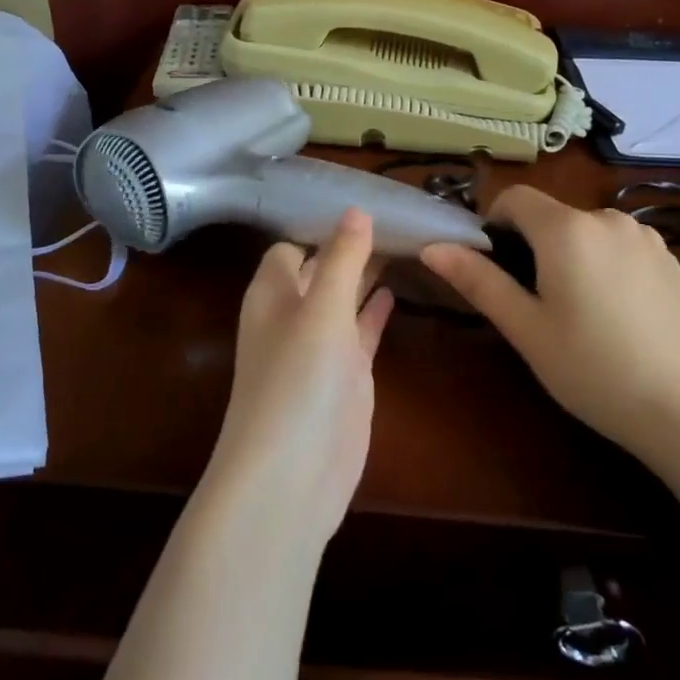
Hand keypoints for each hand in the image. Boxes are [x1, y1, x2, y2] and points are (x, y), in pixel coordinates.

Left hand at [198, 208, 394, 552]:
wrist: (291, 476)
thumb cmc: (299, 381)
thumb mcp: (321, 310)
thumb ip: (342, 260)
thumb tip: (356, 211)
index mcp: (273, 293)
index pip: (292, 245)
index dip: (322, 225)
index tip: (366, 202)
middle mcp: (292, 315)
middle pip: (321, 269)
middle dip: (351, 247)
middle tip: (399, 218)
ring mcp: (319, 349)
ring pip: (342, 299)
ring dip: (366, 276)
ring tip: (406, 245)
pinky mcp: (343, 378)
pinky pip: (358, 333)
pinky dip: (373, 313)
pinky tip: (395, 293)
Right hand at [420, 187, 679, 456]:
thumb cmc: (589, 367)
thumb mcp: (524, 327)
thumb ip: (478, 279)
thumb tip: (433, 247)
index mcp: (567, 229)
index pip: (514, 198)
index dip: (493, 224)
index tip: (494, 268)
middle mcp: (608, 218)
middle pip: (551, 215)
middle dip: (532, 246)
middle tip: (534, 303)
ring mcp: (645, 237)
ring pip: (586, 230)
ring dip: (570, 254)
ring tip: (579, 311)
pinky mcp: (670, 258)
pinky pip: (619, 246)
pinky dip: (604, 264)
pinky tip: (616, 313)